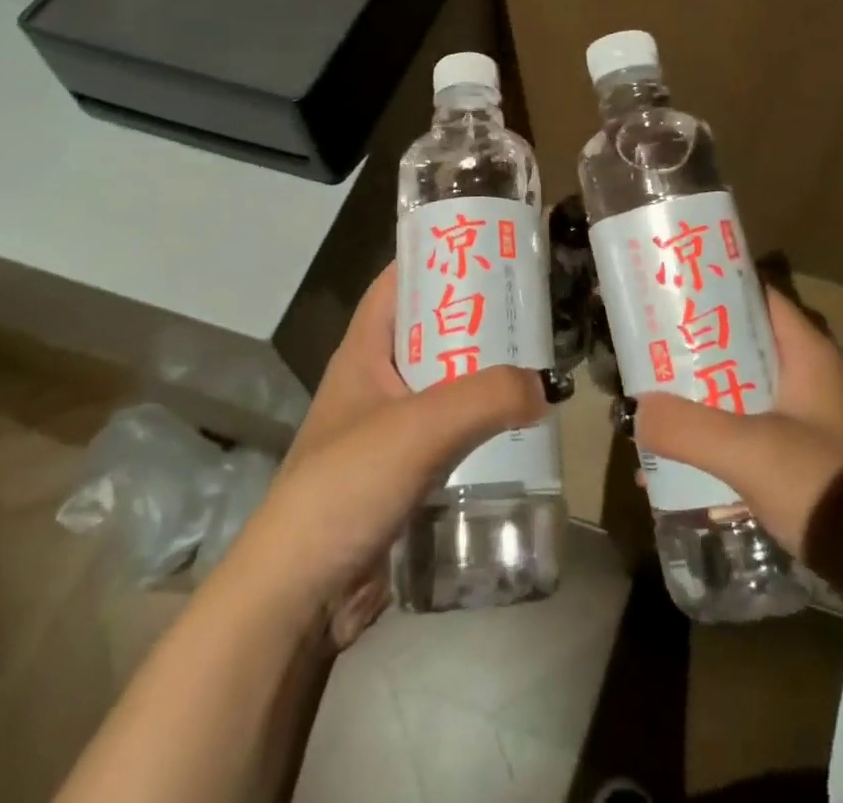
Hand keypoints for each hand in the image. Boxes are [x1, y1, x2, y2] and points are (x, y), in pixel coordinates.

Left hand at [226, 263, 549, 645]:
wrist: (299, 596)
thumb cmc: (346, 486)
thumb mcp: (418, 428)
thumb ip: (486, 398)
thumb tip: (544, 387)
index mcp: (365, 351)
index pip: (400, 281)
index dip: (439, 255)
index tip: (492, 245)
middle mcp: (377, 381)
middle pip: (434, 330)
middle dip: (479, 317)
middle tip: (534, 306)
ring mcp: (390, 429)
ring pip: (448, 384)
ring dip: (487, 375)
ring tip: (540, 361)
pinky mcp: (406, 473)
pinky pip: (453, 433)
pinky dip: (484, 424)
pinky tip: (522, 428)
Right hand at [634, 285, 842, 560]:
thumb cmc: (826, 484)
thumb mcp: (750, 452)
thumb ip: (689, 428)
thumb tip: (638, 411)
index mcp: (806, 351)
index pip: (755, 296)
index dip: (712, 289)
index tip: (668, 294)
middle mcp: (810, 374)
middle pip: (742, 345)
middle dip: (694, 353)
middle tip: (649, 356)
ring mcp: (811, 418)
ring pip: (743, 391)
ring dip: (703, 401)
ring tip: (656, 411)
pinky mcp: (808, 456)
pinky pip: (752, 431)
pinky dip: (720, 439)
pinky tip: (684, 465)